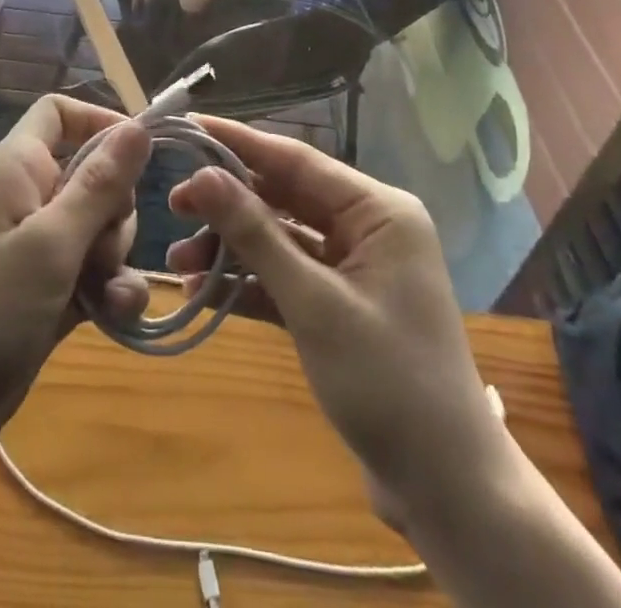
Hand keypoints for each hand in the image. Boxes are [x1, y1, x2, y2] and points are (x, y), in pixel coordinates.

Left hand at [0, 95, 152, 473]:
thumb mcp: (49, 245)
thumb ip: (98, 185)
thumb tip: (139, 126)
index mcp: (20, 168)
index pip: (60, 113)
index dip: (99, 123)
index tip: (139, 154)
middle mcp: (30, 198)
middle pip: (96, 175)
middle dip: (116, 210)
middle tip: (101, 248)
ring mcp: (40, 248)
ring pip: (102, 228)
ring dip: (117, 258)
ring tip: (102, 294)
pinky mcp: (50, 292)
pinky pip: (97, 274)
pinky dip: (111, 291)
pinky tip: (115, 317)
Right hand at [165, 118, 505, 522]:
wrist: (447, 492)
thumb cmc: (389, 384)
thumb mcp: (314, 304)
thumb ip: (256, 236)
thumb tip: (202, 176)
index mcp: (378, 211)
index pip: (296, 160)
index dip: (238, 143)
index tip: (187, 128)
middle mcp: (367, 227)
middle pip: (284, 197)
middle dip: (228, 203)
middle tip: (172, 204)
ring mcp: (353, 268)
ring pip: (280, 239)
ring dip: (231, 249)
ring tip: (177, 260)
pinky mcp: (339, 305)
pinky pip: (285, 277)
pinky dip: (248, 283)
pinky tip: (201, 290)